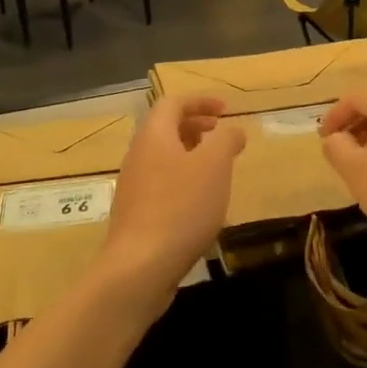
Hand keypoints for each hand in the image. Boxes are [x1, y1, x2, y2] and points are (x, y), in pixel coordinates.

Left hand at [101, 96, 245, 299]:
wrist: (140, 266)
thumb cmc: (181, 207)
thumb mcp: (214, 166)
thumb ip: (226, 140)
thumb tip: (232, 130)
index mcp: (154, 136)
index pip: (172, 103)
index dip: (200, 100)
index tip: (226, 109)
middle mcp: (138, 156)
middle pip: (165, 129)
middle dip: (196, 125)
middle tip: (221, 133)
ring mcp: (134, 187)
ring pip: (163, 158)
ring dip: (191, 154)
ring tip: (217, 168)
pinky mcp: (136, 214)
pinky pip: (161, 184)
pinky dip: (183, 180)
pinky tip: (202, 203)